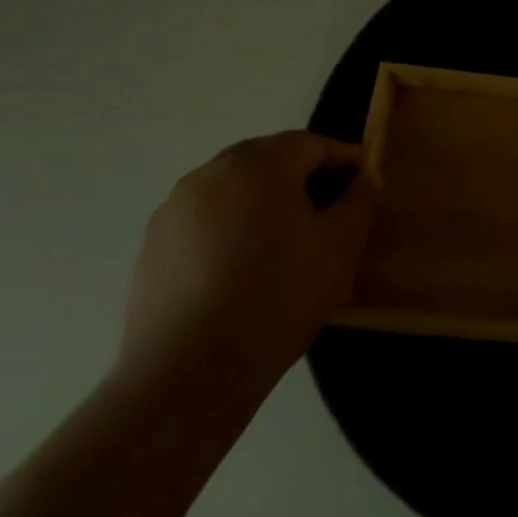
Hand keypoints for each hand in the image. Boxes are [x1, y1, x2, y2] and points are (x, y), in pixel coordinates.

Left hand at [119, 131, 374, 389]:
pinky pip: (207, 222)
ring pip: (236, 192)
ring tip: (288, 248)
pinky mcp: (152, 247)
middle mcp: (210, 173)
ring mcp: (174, 209)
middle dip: (305, 181)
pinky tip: (245, 273)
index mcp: (258, 163)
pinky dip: (233, 232)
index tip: (365, 191)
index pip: (313, 144)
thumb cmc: (278, 295)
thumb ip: (360, 200)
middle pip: (271, 162)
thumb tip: (362, 180)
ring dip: (267, 206)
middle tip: (330, 218)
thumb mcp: (341, 245)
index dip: (346, 162)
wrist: (188, 373)